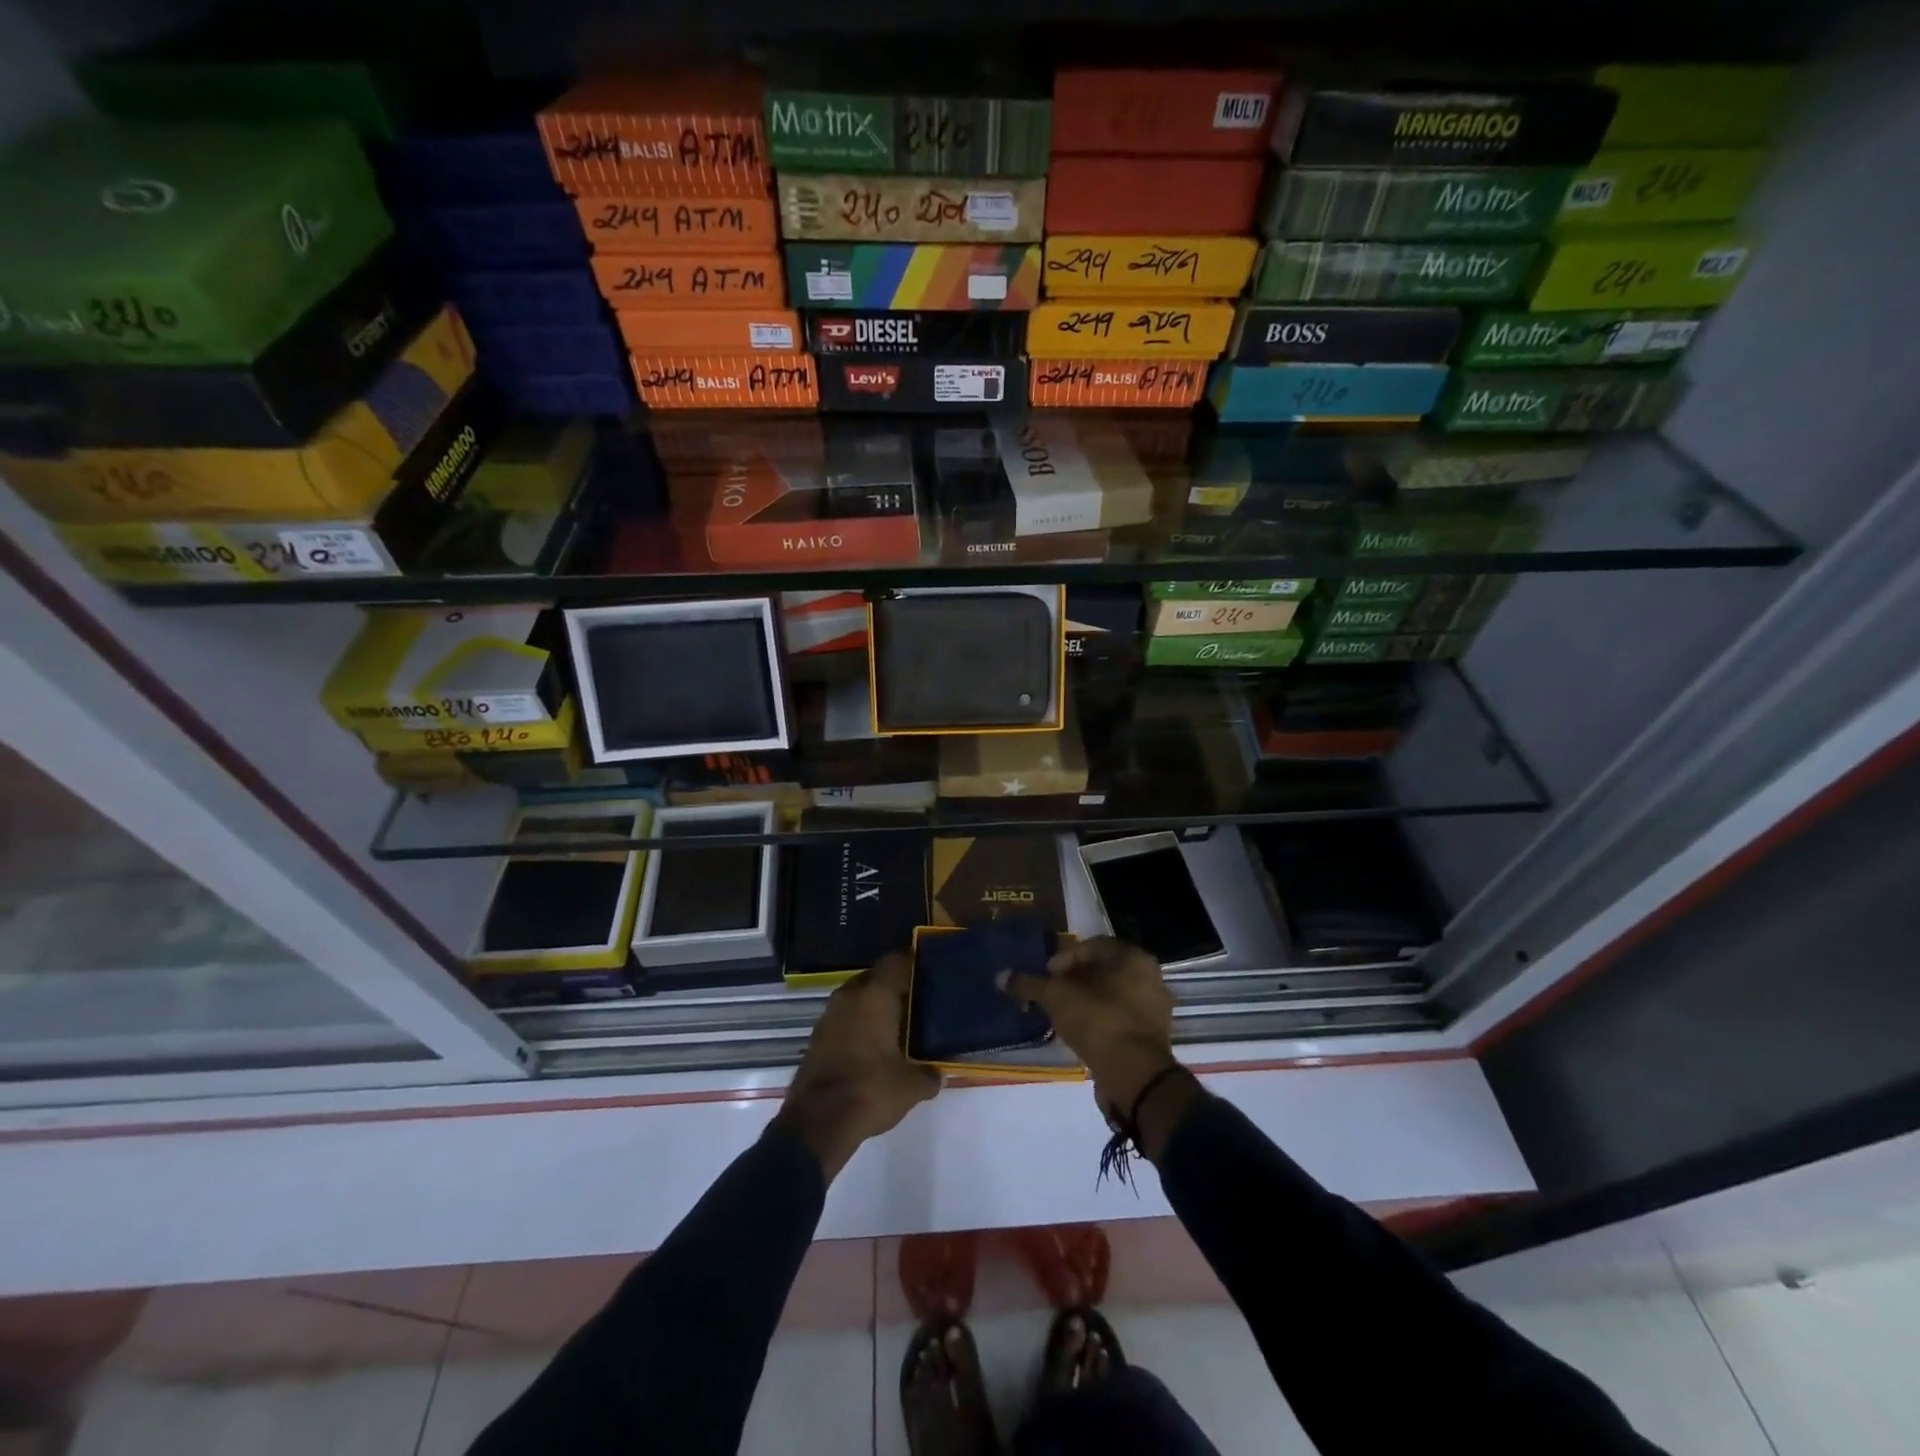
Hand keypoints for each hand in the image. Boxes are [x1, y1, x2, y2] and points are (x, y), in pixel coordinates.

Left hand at [776, 952, 940, 1180]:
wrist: (817, 1124)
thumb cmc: (870, 1091)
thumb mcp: (911, 1086)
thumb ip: (930, 1074)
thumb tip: (940, 1073)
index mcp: (875, 995)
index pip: (896, 961)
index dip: (913, 962)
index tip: (930, 971)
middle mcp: (850, 996)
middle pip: (876, 978)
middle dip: (895, 987)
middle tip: (918, 1002)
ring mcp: (829, 1015)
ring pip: (858, 998)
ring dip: (874, 1007)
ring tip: (898, 1026)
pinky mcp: (817, 1037)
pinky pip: (845, 1019)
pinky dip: (859, 1025)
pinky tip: (874, 1046)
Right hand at [1000, 937, 1180, 1116]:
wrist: (1136, 1077)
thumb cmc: (1098, 1022)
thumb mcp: (1057, 998)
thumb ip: (1029, 984)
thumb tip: (1001, 976)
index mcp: (1132, 957)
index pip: (1090, 946)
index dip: (1063, 959)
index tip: (1046, 977)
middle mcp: (1148, 975)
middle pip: (1101, 970)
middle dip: (1072, 980)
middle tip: (1050, 995)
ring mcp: (1153, 1007)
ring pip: (1111, 994)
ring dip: (1084, 1001)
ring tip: (1061, 1015)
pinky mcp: (1152, 1035)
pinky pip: (1119, 1017)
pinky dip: (1099, 1020)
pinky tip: (1079, 1033)